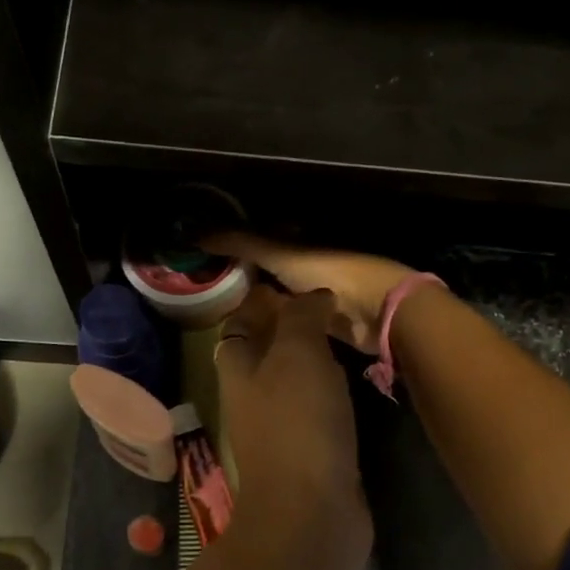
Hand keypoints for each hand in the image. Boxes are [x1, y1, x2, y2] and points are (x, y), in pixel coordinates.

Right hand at [206, 234, 414, 354]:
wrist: (376, 309)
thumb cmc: (329, 271)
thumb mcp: (279, 253)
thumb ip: (240, 244)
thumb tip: (193, 234)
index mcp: (298, 243)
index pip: (258, 242)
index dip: (232, 248)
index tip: (201, 258)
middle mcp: (305, 267)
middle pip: (267, 272)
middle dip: (242, 280)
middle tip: (206, 291)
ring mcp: (313, 296)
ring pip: (276, 298)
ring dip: (256, 306)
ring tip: (220, 316)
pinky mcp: (320, 324)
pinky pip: (287, 324)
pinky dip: (271, 327)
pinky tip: (248, 336)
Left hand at [214, 284, 372, 569]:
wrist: (311, 511)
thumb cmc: (298, 422)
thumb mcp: (298, 352)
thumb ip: (302, 316)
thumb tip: (312, 295)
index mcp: (238, 367)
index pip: (240, 321)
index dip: (262, 299)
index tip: (296, 281)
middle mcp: (252, 395)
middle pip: (266, 349)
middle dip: (292, 325)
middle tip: (332, 304)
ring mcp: (279, 426)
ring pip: (293, 379)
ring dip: (314, 357)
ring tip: (348, 332)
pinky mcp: (308, 451)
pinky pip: (316, 408)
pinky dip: (330, 390)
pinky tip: (356, 379)